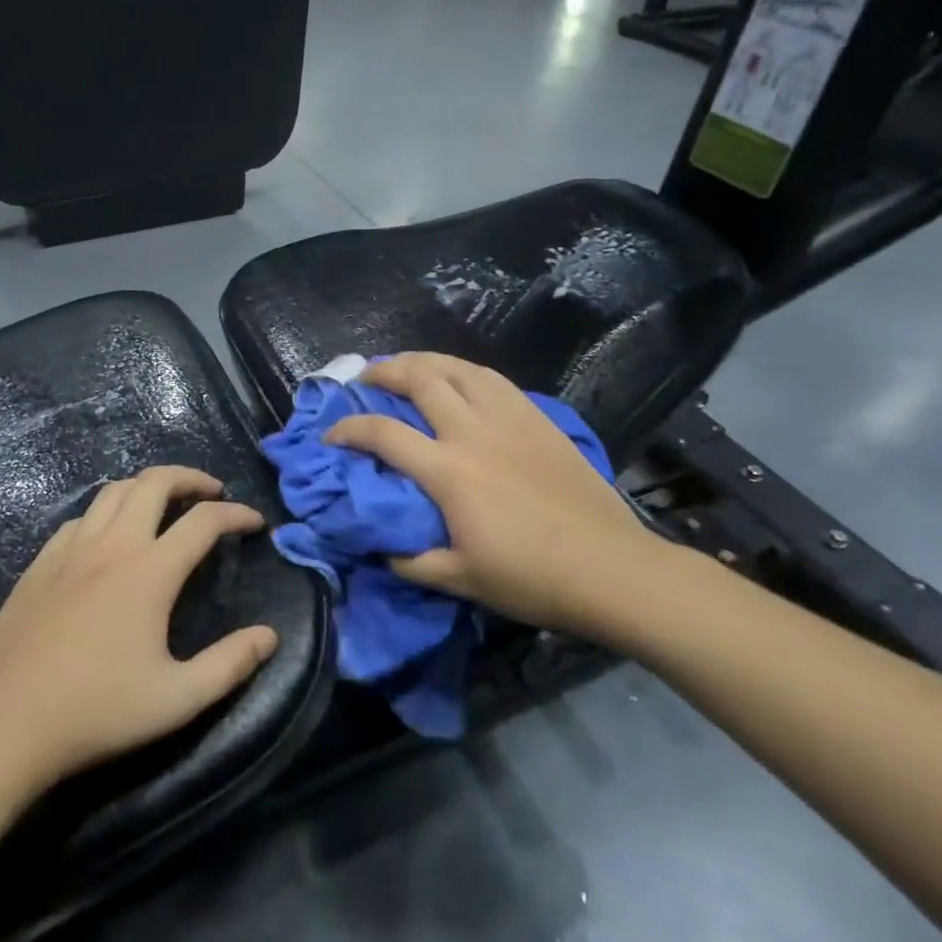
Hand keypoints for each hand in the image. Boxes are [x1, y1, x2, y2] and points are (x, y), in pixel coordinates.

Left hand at [0, 466, 279, 794]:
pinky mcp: (41, 562)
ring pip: (115, 490)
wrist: (2, 726)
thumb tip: (270, 636)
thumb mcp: (176, 700)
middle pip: (156, 481)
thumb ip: (229, 665)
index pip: (204, 521)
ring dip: (148, 486)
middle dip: (191, 477)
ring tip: (167, 504)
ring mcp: (71, 549)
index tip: (254, 522)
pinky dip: (108, 510)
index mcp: (149, 572)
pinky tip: (111, 535)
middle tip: (212, 493)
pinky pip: (82, 517)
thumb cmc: (96, 713)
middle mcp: (113, 545)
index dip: (236, 514)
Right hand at [326, 353, 673, 646]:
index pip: (383, 434)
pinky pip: (491, 377)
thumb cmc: (532, 578)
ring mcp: (508, 418)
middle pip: (419, 379)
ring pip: (457, 367)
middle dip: (383, 372)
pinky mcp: (535, 416)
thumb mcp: (461, 580)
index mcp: (449, 471)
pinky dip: (463, 369)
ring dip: (423, 360)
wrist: (611, 567)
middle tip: (365, 379)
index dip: (348, 429)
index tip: (331, 434)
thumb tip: (380, 547)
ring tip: (406, 366)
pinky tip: (458, 377)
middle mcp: (472, 431)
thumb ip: (411, 562)